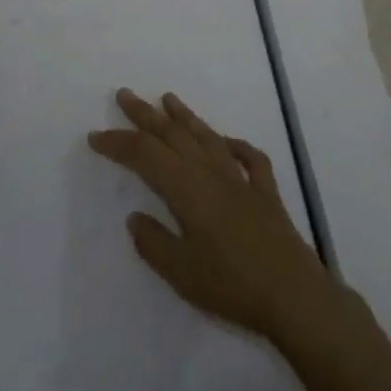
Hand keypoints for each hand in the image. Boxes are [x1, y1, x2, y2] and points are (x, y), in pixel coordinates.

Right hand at [89, 88, 340, 342]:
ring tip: (168, 99)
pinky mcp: (266, 191)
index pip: (145, 156)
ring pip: (208, 137)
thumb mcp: (181, 274)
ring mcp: (242, 178)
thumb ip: (154, 243)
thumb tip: (135, 217)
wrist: (294, 295)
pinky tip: (227, 143)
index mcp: (187, 188)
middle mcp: (212, 172)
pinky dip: (235, 145)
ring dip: (185, 117)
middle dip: (146, 115)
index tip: (96, 136)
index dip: (119, 143)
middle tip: (125, 95)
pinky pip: (249, 157)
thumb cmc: (232, 286)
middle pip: (174, 135)